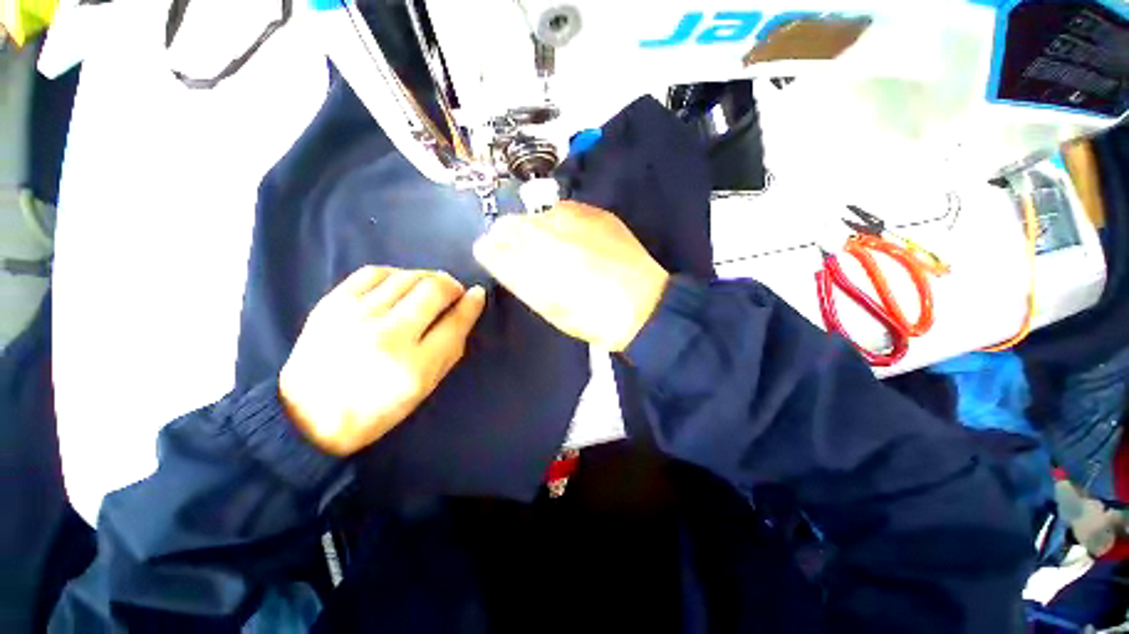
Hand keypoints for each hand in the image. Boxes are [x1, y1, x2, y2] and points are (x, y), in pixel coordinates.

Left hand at [279, 267, 485, 455]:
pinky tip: (399, 284)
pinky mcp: (332, 304)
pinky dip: (395, 274)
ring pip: (406, 276)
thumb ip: (452, 346)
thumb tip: (469, 307)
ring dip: (426, 278)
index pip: (455, 322)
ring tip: (428, 289)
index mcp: (414, 366)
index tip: (477, 294)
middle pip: (433, 290)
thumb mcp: (426, 386)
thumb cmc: (378, 408)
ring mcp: (356, 316)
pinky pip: (374, 272)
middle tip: (453, 293)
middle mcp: (387, 335)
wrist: (308, 417)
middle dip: (451, 286)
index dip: (472, 303)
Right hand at [473, 201, 668, 351]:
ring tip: (552, 246)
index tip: (494, 253)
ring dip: (535, 227)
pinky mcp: (598, 214)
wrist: (643, 307)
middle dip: (509, 236)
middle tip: (523, 252)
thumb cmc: (592, 317)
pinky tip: (573, 238)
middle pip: (512, 224)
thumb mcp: (549, 306)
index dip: (491, 248)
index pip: (494, 245)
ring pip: (537, 214)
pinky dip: (560, 220)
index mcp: (535, 266)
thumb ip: (518, 277)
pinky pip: (565, 209)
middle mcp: (550, 237)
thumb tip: (494, 253)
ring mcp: (575, 221)